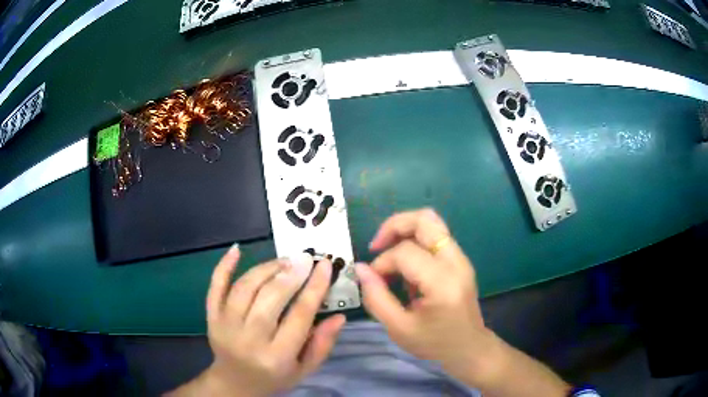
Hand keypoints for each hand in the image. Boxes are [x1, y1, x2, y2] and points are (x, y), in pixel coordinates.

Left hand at [169, 245, 345, 395]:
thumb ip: (322, 344)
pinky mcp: (211, 317)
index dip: (314, 288)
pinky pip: (215, 287)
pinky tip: (236, 249)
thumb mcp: (305, 369)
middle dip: (290, 274)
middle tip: (305, 258)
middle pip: (269, 299)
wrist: (235, 383)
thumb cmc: (275, 377)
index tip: (325, 265)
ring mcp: (225, 326)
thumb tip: (339, 316)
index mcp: (277, 357)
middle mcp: (249, 340)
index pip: (299, 316)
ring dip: (266, 268)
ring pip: (244, 288)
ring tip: (284, 260)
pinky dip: (223, 266)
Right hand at [355, 209, 569, 395]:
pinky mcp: (460, 260)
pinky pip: (435, 236)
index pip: (405, 252)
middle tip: (376, 246)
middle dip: (394, 226)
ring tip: (389, 254)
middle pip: (424, 220)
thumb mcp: (399, 328)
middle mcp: (456, 262)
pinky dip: (415, 241)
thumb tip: (361, 268)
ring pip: (432, 222)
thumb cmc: (434, 343)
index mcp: (442, 282)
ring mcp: (461, 258)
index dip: (382, 262)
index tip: (374, 280)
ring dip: (405, 231)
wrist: (469, 348)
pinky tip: (406, 267)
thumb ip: (376, 297)